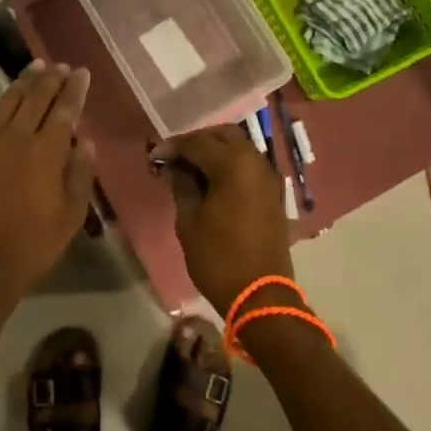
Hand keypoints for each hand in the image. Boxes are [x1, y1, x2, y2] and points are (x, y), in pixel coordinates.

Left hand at [0, 61, 95, 301]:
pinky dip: (0, 103)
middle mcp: (16, 137)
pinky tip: (5, 99)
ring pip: (8, 102)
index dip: (75, 89)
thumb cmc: (34, 244)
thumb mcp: (71, 214)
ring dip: (24, 82)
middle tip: (61, 65)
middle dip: (51, 78)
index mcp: (46, 151)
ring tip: (36, 67)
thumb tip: (85, 141)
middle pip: (36, 98)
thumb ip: (80, 173)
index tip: (82, 72)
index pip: (64, 109)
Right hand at [156, 126, 297, 315]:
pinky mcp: (274, 194)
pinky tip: (213, 181)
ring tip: (192, 169)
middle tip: (176, 157)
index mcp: (234, 165)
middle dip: (199, 140)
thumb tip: (175, 166)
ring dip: (216, 151)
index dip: (174, 146)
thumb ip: (182, 185)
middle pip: (225, 135)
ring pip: (240, 148)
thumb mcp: (188, 221)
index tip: (155, 156)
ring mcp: (269, 178)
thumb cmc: (218, 258)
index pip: (198, 142)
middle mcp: (256, 163)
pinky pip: (250, 166)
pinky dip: (231, 164)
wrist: (260, 295)